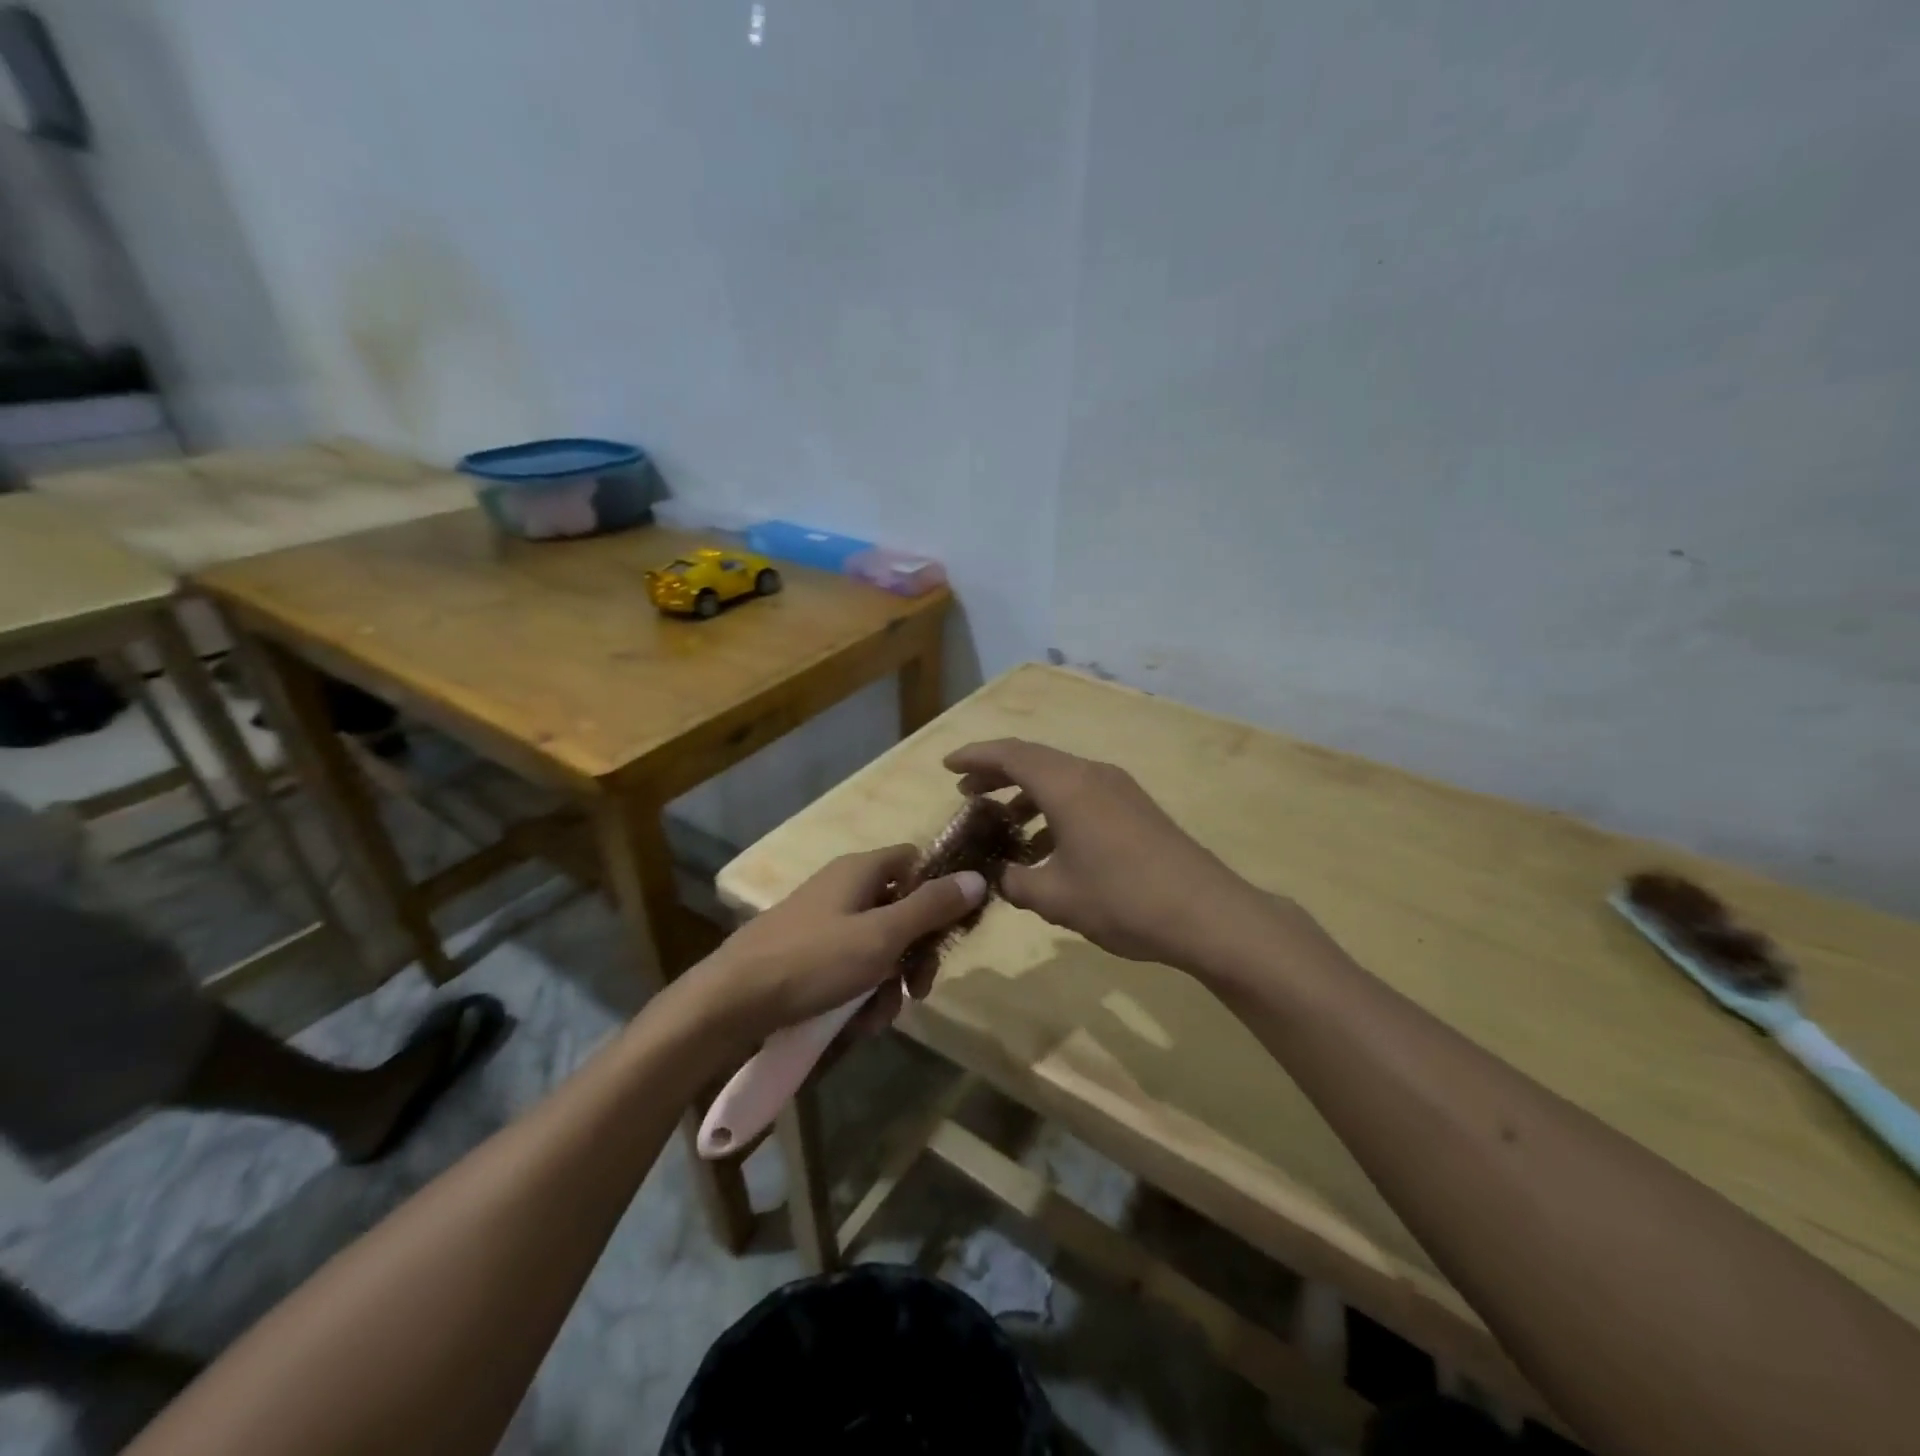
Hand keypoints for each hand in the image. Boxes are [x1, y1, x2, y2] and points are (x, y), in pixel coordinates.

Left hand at [693, 846, 986, 1043]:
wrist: (730, 1003)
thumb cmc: (813, 961)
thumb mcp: (882, 936)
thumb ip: (931, 907)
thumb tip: (977, 877)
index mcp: (860, 870)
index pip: (915, 861)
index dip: (940, 889)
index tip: (954, 928)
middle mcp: (842, 889)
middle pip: (900, 910)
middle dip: (914, 954)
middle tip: (919, 988)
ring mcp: (822, 923)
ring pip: (877, 947)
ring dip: (887, 984)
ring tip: (876, 1018)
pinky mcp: (806, 956)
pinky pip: (849, 968)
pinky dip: (859, 994)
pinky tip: (854, 1024)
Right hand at [944, 738, 1263, 968]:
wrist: (1207, 913)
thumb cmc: (1122, 899)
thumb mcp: (1056, 897)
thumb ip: (1017, 882)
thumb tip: (1002, 876)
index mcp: (1067, 785)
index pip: (1010, 754)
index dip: (975, 757)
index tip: (947, 766)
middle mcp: (1092, 775)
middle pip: (1034, 761)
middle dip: (997, 774)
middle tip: (967, 794)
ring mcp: (1118, 790)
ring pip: (1060, 779)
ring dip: (1027, 795)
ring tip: (1002, 824)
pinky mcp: (1135, 809)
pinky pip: (1082, 795)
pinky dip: (1054, 809)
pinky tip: (1047, 847)